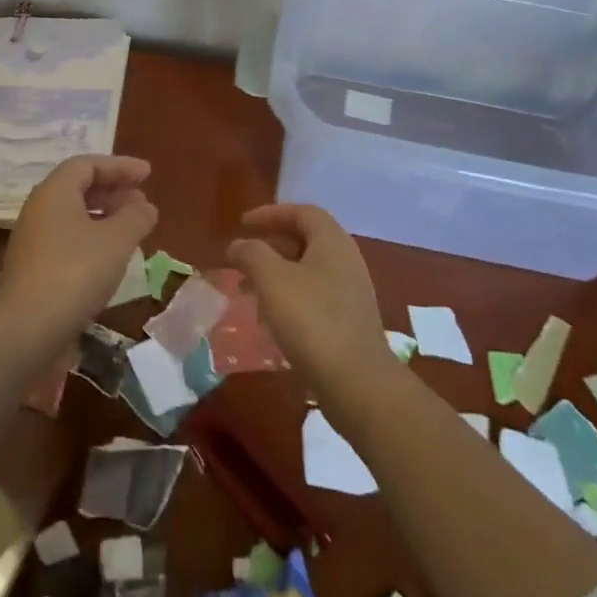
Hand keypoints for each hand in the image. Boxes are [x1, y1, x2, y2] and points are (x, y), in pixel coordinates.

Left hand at [0, 155, 156, 343]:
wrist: (26, 331)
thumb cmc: (75, 273)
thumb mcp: (117, 240)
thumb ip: (136, 216)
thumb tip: (144, 206)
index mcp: (54, 192)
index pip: (87, 165)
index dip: (120, 166)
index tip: (147, 175)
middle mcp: (38, 210)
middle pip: (78, 188)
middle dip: (113, 191)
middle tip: (141, 202)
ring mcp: (32, 241)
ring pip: (72, 216)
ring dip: (104, 217)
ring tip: (131, 230)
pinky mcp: (32, 270)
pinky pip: (66, 240)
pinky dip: (91, 239)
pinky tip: (110, 259)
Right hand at [228, 204, 390, 388]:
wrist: (358, 383)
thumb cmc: (312, 320)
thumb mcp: (272, 279)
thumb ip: (252, 254)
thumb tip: (239, 244)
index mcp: (332, 242)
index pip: (302, 212)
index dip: (271, 213)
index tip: (242, 224)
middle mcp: (346, 260)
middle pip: (305, 240)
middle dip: (271, 245)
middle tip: (243, 258)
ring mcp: (351, 293)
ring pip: (308, 271)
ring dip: (277, 274)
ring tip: (249, 290)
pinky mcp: (349, 322)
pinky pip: (314, 297)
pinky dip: (289, 298)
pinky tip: (271, 320)